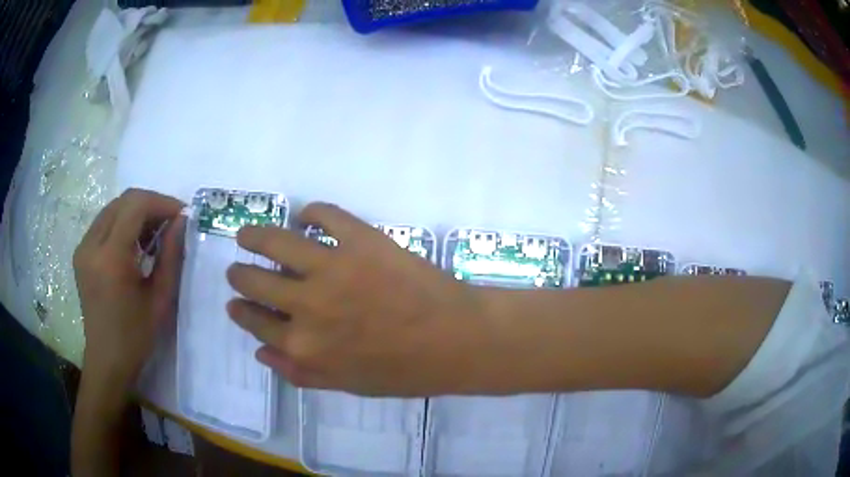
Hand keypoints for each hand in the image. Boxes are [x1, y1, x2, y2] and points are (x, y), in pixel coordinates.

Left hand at [74, 188, 184, 388]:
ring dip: (137, 212)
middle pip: (123, 201)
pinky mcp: (81, 252)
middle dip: (151, 204)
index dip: (162, 202)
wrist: (107, 360)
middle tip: (171, 222)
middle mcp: (91, 244)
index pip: (135, 206)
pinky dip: (124, 223)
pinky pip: (105, 222)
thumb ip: (171, 255)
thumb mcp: (160, 299)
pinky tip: (136, 243)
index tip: (182, 215)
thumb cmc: (136, 336)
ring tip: (155, 233)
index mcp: (110, 258)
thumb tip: (181, 221)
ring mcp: (83, 247)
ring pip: (113, 208)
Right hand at [226, 203, 490, 396]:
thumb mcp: (347, 384)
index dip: (241, 310)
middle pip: (253, 279)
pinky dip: (311, 212)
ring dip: (254, 235)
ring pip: (274, 241)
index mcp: (303, 345)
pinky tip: (306, 216)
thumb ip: (300, 372)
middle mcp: (306, 304)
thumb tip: (261, 351)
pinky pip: (324, 214)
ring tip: (248, 234)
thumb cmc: (405, 371)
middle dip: (239, 273)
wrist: (456, 340)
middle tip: (239, 267)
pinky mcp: (360, 239)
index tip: (236, 301)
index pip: (254, 321)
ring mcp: (332, 267)